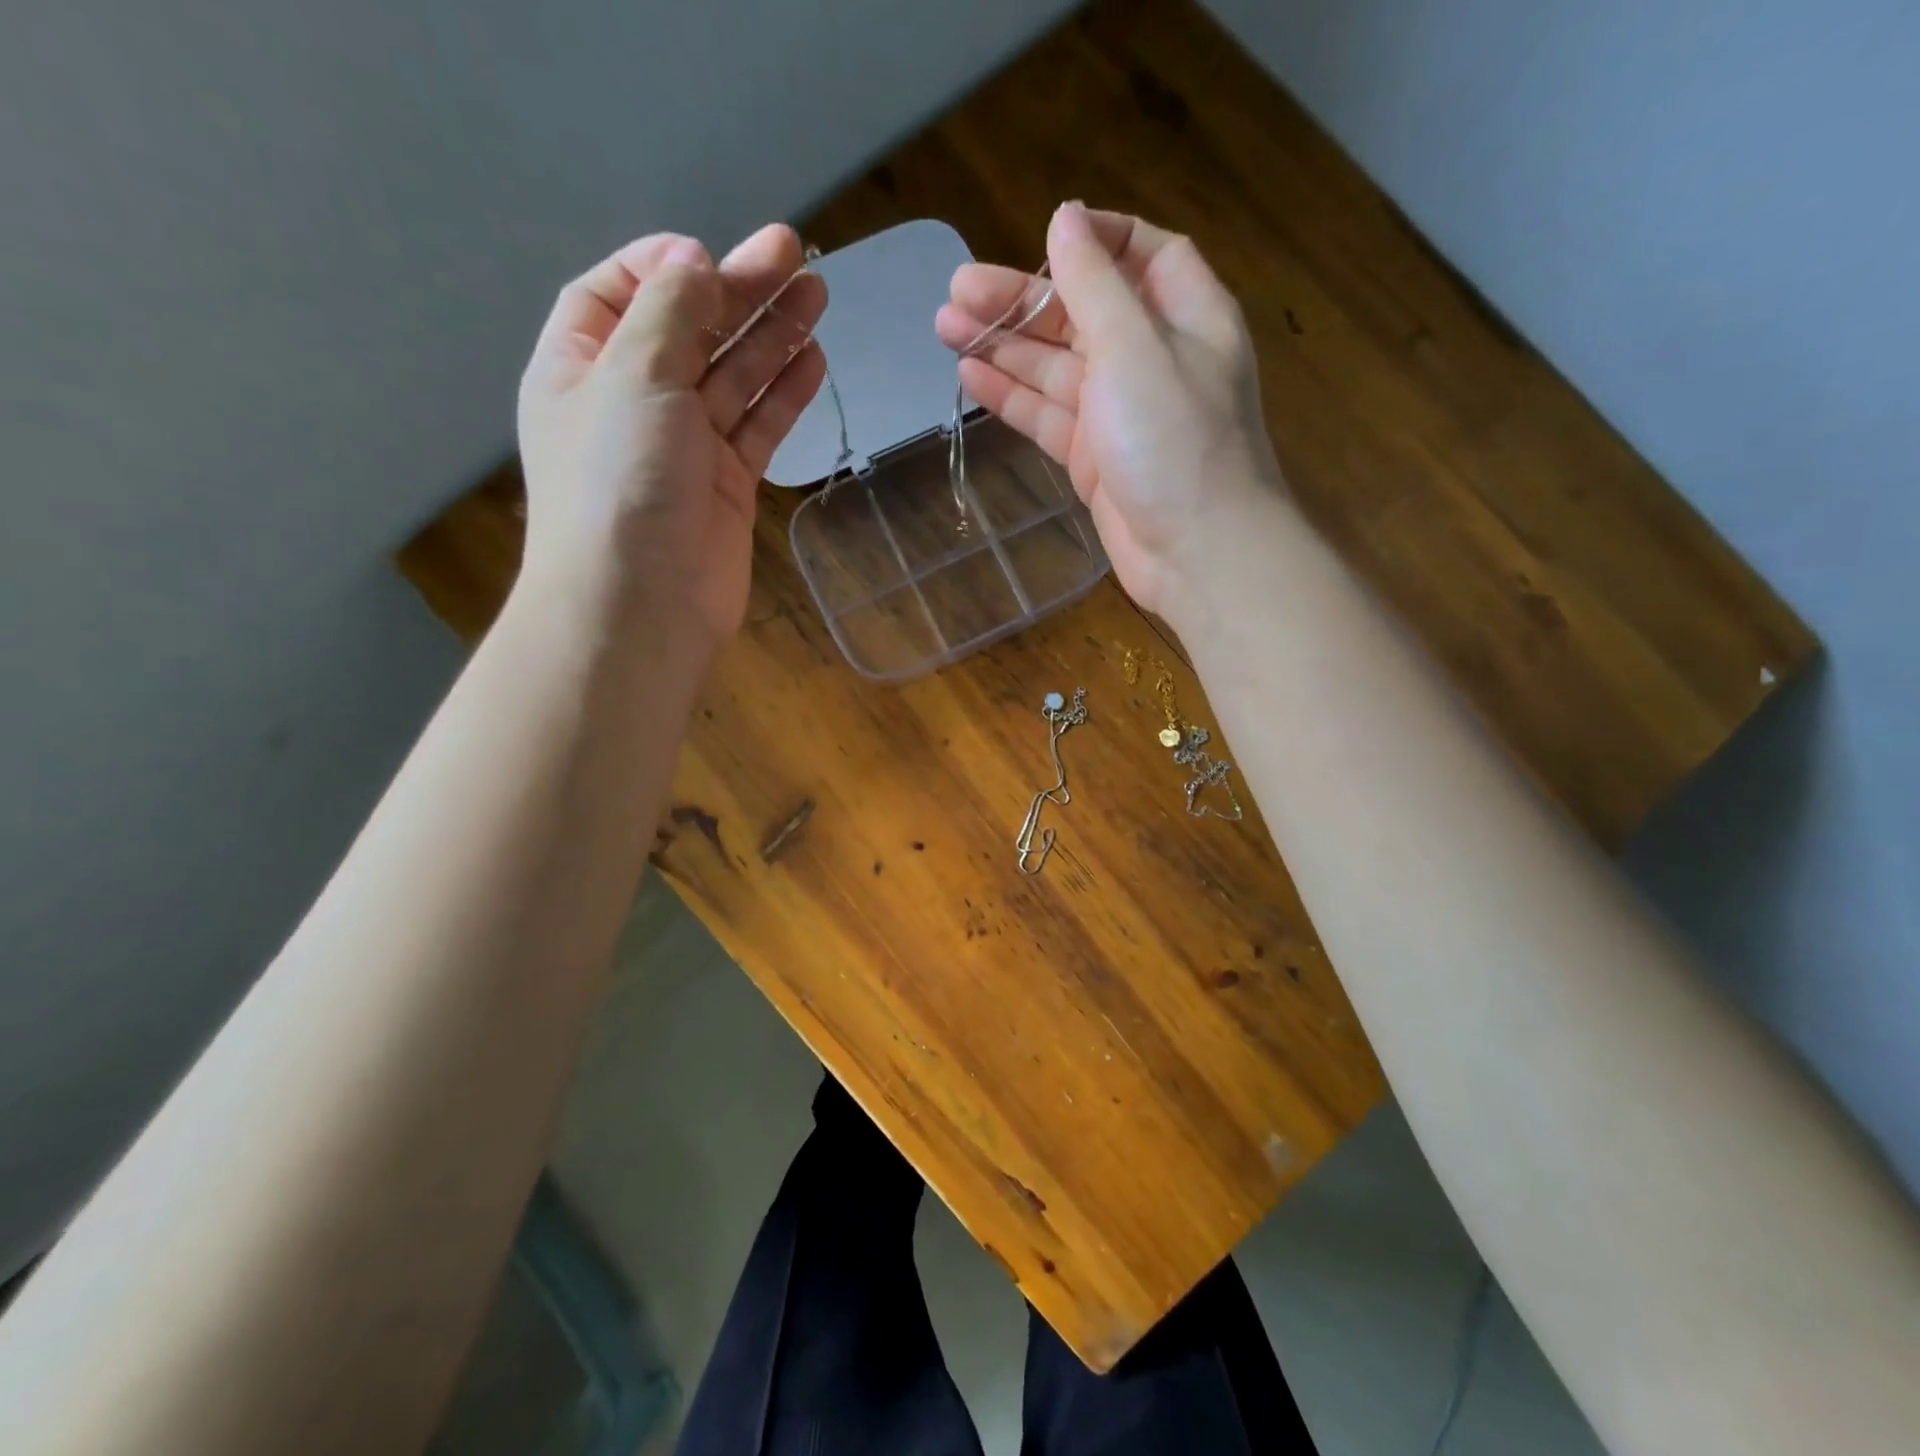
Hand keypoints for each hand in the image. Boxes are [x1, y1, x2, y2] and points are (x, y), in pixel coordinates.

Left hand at [517, 225, 826, 652]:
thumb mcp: (633, 377)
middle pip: (691, 331)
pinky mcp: (726, 485)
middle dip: (740, 292)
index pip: (620, 293)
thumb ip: (667, 313)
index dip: (668, 267)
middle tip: (797, 256)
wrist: (643, 604)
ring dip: (772, 337)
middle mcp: (632, 402)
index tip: (715, 257)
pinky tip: (812, 360)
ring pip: (732, 378)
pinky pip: (756, 427)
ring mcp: (684, 447)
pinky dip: (782, 395)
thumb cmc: (621, 482)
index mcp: (583, 367)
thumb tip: (692, 262)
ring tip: (818, 297)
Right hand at [936, 203, 1282, 620]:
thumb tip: (1066, 217)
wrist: (1196, 552)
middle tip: (956, 292)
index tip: (1043, 235)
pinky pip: (1049, 416)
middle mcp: (1152, 359)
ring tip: (946, 327)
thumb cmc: (1175, 439)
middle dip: (1022, 299)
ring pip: (1056, 367)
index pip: (1142, 255)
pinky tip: (971, 377)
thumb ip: (1095, 283)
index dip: (1093, 240)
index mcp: (1184, 316)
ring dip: (1005, 346)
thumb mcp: (1135, 347)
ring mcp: (1120, 413)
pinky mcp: (1095, 459)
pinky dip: (1013, 397)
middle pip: (1081, 313)